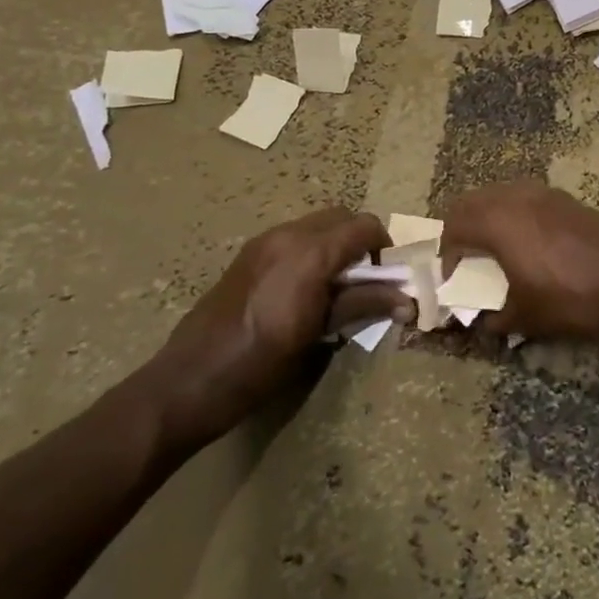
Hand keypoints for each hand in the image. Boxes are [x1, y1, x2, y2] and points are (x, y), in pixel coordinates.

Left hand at [141, 208, 407, 450]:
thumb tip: (408, 301)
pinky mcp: (249, 253)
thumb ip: (364, 307)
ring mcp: (264, 241)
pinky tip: (304, 290)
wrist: (189, 381)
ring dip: (335, 244)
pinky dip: (311, 250)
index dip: (384, 248)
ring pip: (317, 224)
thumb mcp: (317, 336)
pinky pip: (293, 237)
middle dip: (360, 242)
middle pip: (342, 217)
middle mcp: (288, 235)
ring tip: (334, 288)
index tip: (388, 279)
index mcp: (310, 253)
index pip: (364, 227)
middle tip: (364, 282)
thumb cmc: (260, 364)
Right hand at [439, 183, 598, 340]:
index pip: (453, 226)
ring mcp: (543, 194)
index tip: (451, 282)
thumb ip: (498, 319)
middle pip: (470, 202)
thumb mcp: (533, 318)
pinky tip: (525, 248)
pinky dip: (510, 216)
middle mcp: (516, 198)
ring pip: (497, 196)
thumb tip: (484, 323)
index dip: (445, 255)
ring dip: (485, 219)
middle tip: (463, 264)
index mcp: (500, 222)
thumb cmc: (581, 299)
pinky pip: (522, 199)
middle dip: (459, 231)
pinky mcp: (565, 200)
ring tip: (491, 255)